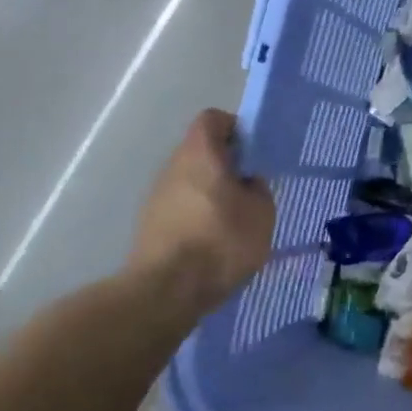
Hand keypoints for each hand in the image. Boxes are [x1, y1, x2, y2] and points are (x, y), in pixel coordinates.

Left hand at [130, 110, 275, 311]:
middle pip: (201, 151)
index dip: (234, 128)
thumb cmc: (220, 240)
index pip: (213, 119)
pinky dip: (197, 219)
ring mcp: (156, 197)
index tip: (252, 152)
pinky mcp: (150, 226)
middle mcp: (173, 166)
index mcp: (200, 151)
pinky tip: (214, 245)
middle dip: (225, 166)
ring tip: (235, 222)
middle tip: (250, 189)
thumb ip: (258, 189)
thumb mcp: (261, 213)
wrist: (165, 292)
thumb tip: (248, 183)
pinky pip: (181, 209)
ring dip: (211, 194)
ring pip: (191, 182)